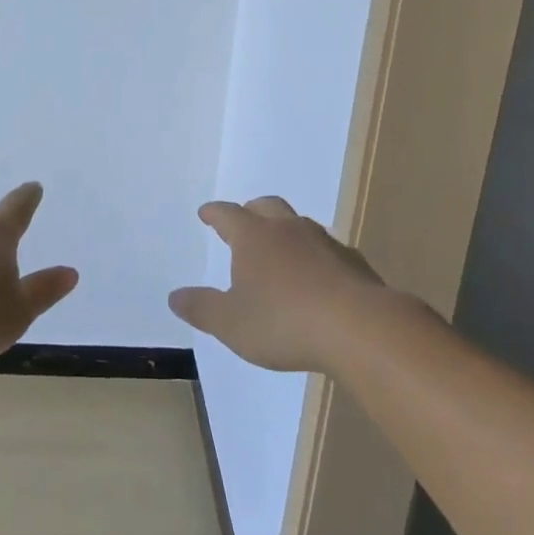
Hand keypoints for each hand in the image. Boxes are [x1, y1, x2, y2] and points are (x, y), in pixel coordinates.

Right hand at [169, 196, 385, 372]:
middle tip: (244, 221)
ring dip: (286, 231)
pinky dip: (317, 256)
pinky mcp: (352, 261)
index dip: (214, 213)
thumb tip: (174, 296)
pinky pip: (328, 249)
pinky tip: (319, 277)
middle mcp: (286, 229)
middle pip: (266, 206)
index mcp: (253, 237)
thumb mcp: (231, 323)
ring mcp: (323, 241)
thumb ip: (202, 308)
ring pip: (299, 224)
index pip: (227, 214)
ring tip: (282, 249)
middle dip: (251, 211)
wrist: (359, 328)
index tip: (206, 213)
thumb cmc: (284, 322)